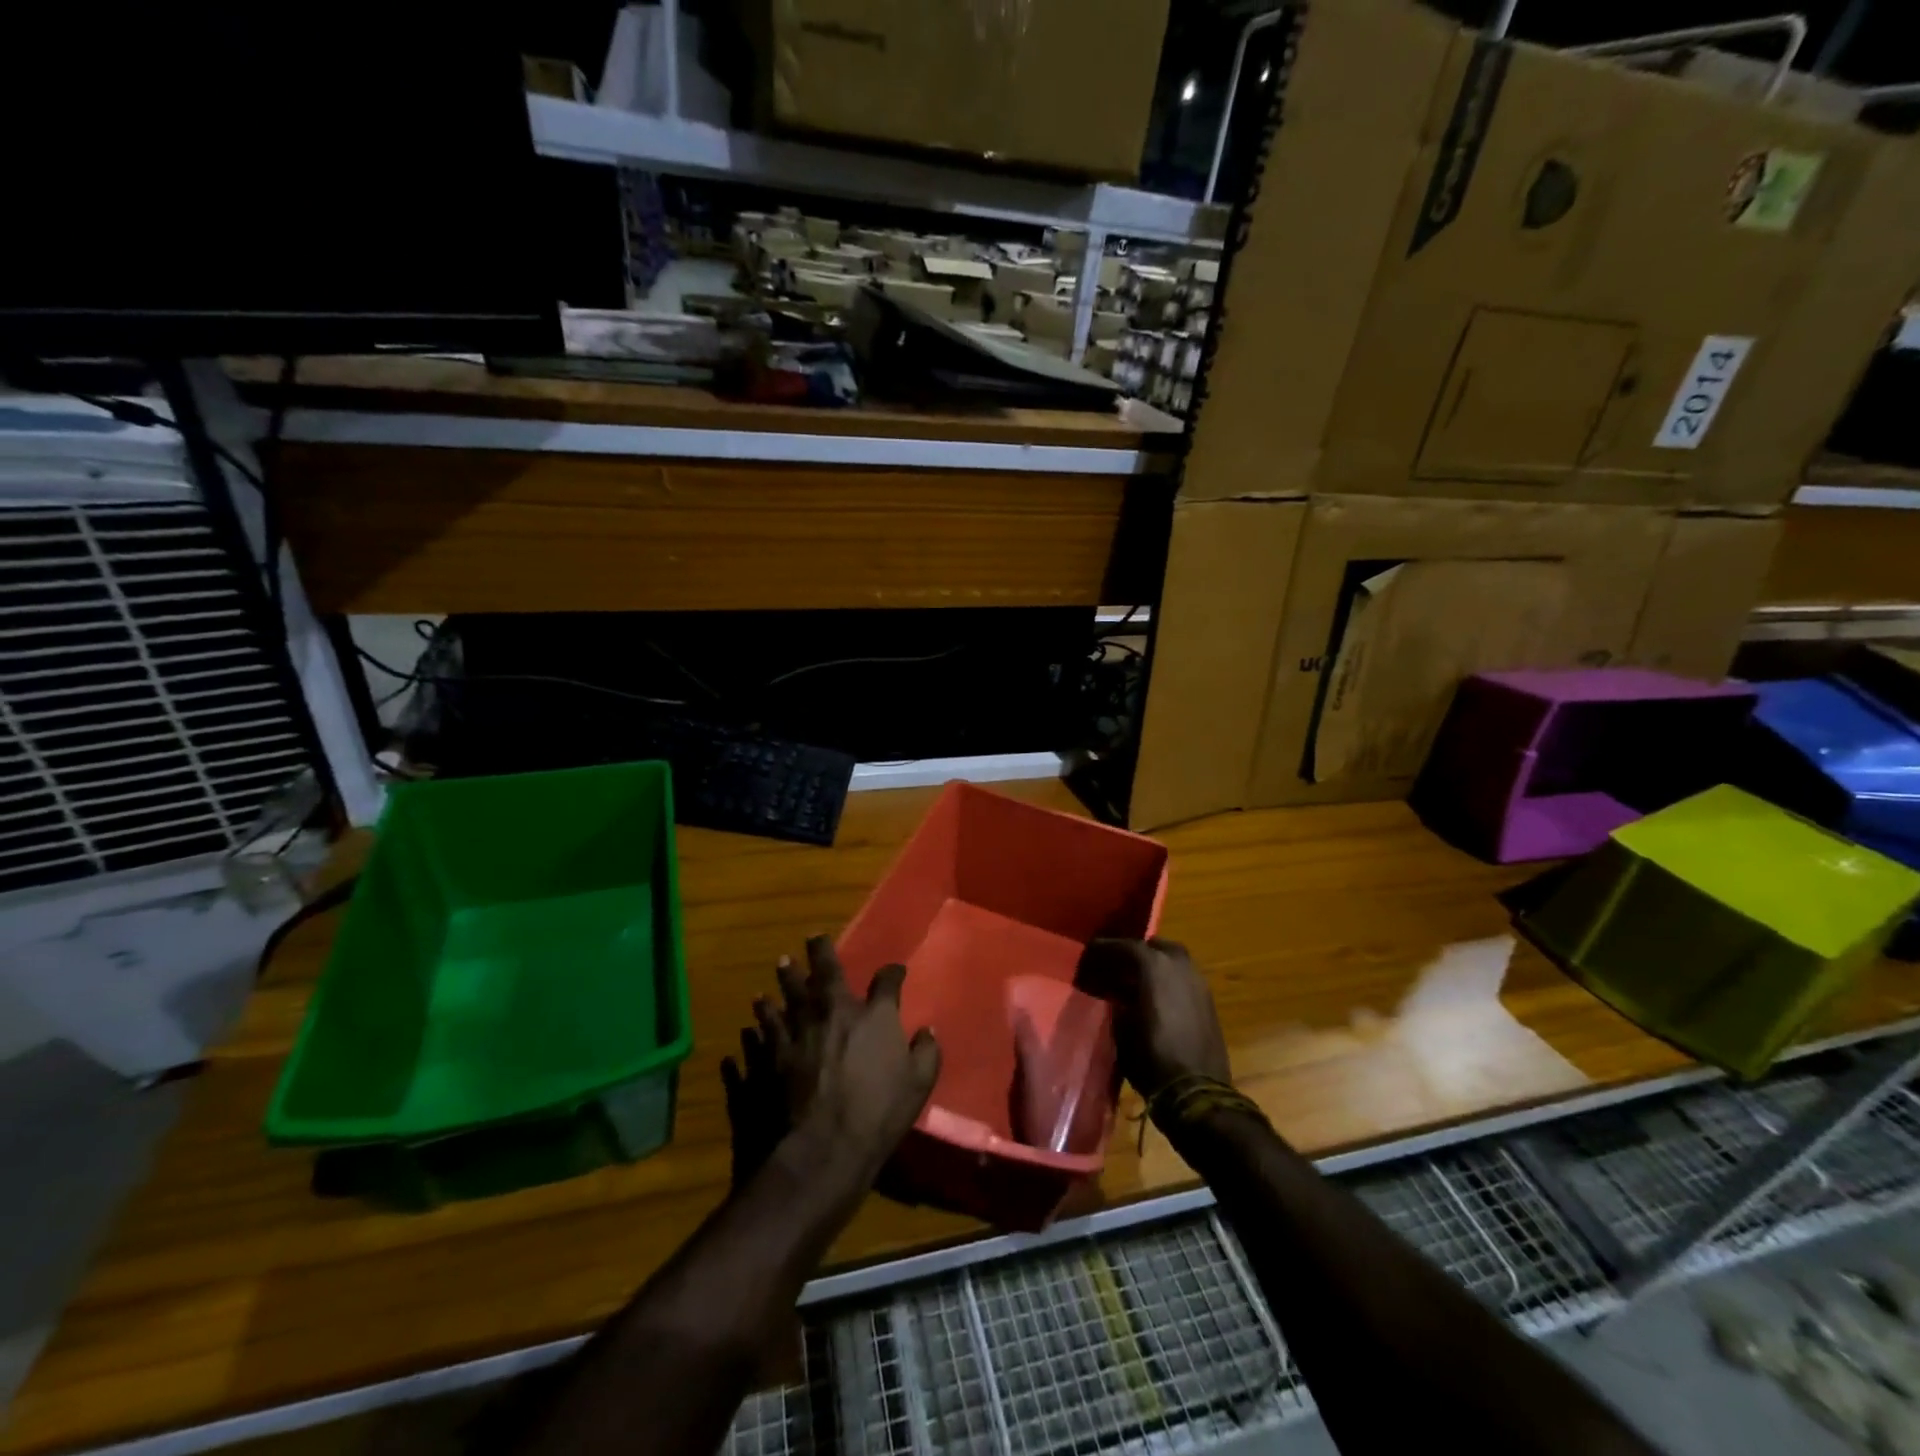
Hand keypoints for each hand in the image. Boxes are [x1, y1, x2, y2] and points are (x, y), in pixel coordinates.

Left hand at [722, 936, 939, 1189]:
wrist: (819, 1150)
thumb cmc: (876, 1117)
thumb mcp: (918, 1086)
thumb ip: (926, 1053)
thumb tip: (927, 1031)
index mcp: (872, 1016)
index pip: (886, 981)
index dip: (892, 973)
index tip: (895, 971)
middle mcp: (832, 1012)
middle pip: (826, 972)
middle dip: (821, 952)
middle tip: (813, 937)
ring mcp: (796, 1031)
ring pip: (787, 996)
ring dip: (785, 980)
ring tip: (781, 966)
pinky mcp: (768, 1056)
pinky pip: (761, 1032)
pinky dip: (758, 1022)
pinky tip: (752, 1020)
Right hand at [1076, 937, 1229, 1096]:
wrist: (1197, 1092)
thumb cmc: (1152, 1058)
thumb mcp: (1121, 1029)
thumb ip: (1118, 1003)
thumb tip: (1115, 995)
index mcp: (1155, 967)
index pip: (1127, 946)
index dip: (1106, 948)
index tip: (1091, 950)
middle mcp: (1180, 967)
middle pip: (1156, 946)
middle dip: (1137, 952)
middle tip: (1118, 965)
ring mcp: (1199, 983)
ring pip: (1175, 961)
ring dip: (1157, 965)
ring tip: (1137, 980)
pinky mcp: (1209, 1003)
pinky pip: (1185, 979)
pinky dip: (1170, 981)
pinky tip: (1157, 997)